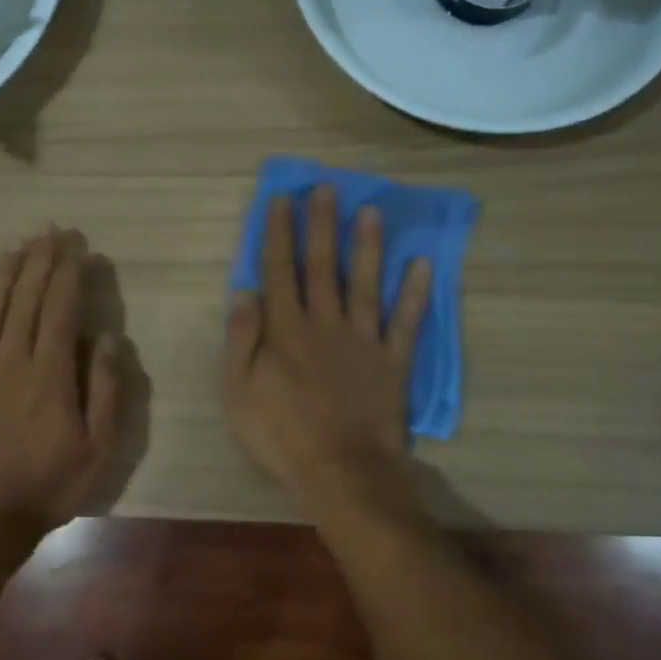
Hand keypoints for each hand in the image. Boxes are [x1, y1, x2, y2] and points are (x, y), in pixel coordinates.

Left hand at [0, 228, 123, 535]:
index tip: (77, 246)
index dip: (68, 272)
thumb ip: (106, 390)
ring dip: (6, 272)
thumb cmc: (50, 484)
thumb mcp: (99, 448)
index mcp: (49, 373)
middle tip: (51, 231)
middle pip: (24, 297)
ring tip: (18, 246)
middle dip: (40, 260)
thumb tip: (106, 338)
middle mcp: (10, 360)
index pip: (59, 307)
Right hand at [222, 186, 431, 503]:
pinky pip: (405, 322)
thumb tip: (245, 293)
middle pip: (323, 266)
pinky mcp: (392, 362)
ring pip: (366, 283)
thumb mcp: (237, 393)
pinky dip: (415, 293)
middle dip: (322, 225)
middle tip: (327, 188)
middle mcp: (325, 324)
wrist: (341, 471)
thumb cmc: (281, 435)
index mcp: (286, 330)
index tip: (282, 200)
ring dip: (368, 245)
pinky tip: (422, 264)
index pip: (280, 271)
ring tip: (371, 210)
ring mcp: (363, 341)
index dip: (279, 233)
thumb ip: (241, 340)